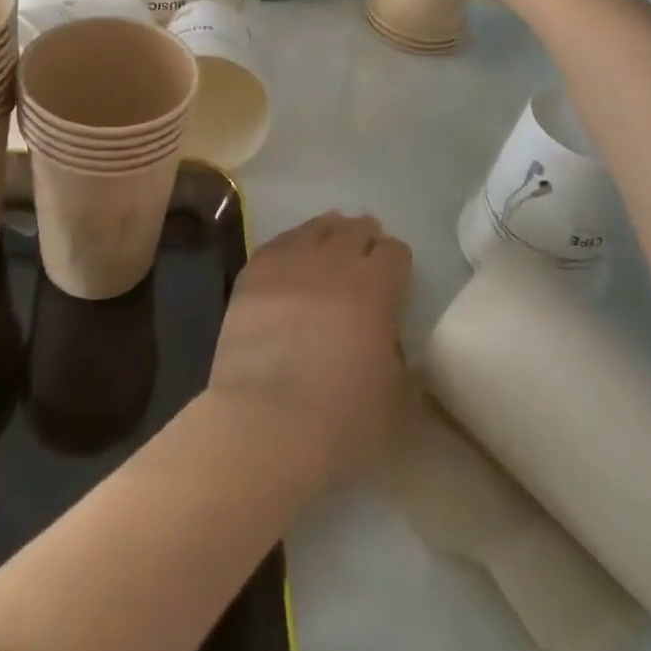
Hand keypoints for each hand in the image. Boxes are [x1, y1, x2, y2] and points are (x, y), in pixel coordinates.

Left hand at [208, 212, 411, 488]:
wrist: (265, 422)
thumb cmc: (340, 419)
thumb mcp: (395, 398)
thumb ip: (397, 356)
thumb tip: (387, 340)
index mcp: (375, 288)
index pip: (394, 252)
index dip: (397, 263)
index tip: (395, 278)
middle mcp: (333, 262)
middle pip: (355, 230)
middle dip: (364, 239)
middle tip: (363, 257)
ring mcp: (289, 262)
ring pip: (315, 228)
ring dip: (328, 235)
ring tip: (327, 248)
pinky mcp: (253, 273)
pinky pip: (278, 244)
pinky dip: (290, 248)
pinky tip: (290, 261)